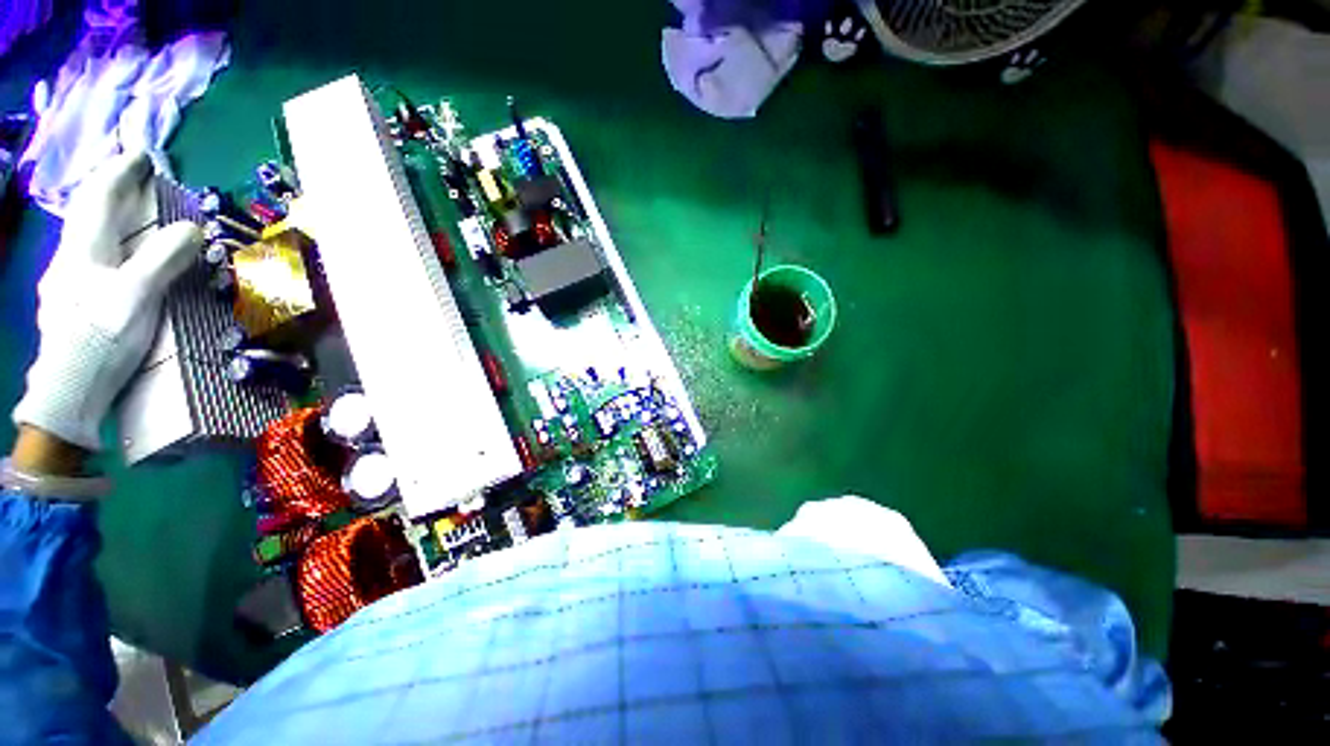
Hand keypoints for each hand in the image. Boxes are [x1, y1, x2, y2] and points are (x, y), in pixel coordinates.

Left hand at [11, 150, 202, 455]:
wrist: (69, 389)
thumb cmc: (102, 339)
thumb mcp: (138, 297)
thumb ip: (163, 259)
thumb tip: (192, 228)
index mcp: (83, 249)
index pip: (101, 196)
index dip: (121, 172)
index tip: (142, 156)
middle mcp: (68, 258)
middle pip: (87, 212)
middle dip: (109, 189)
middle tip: (132, 178)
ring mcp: (64, 282)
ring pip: (83, 236)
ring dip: (104, 217)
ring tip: (124, 214)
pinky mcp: (67, 303)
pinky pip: (84, 260)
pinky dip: (101, 246)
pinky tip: (108, 258)